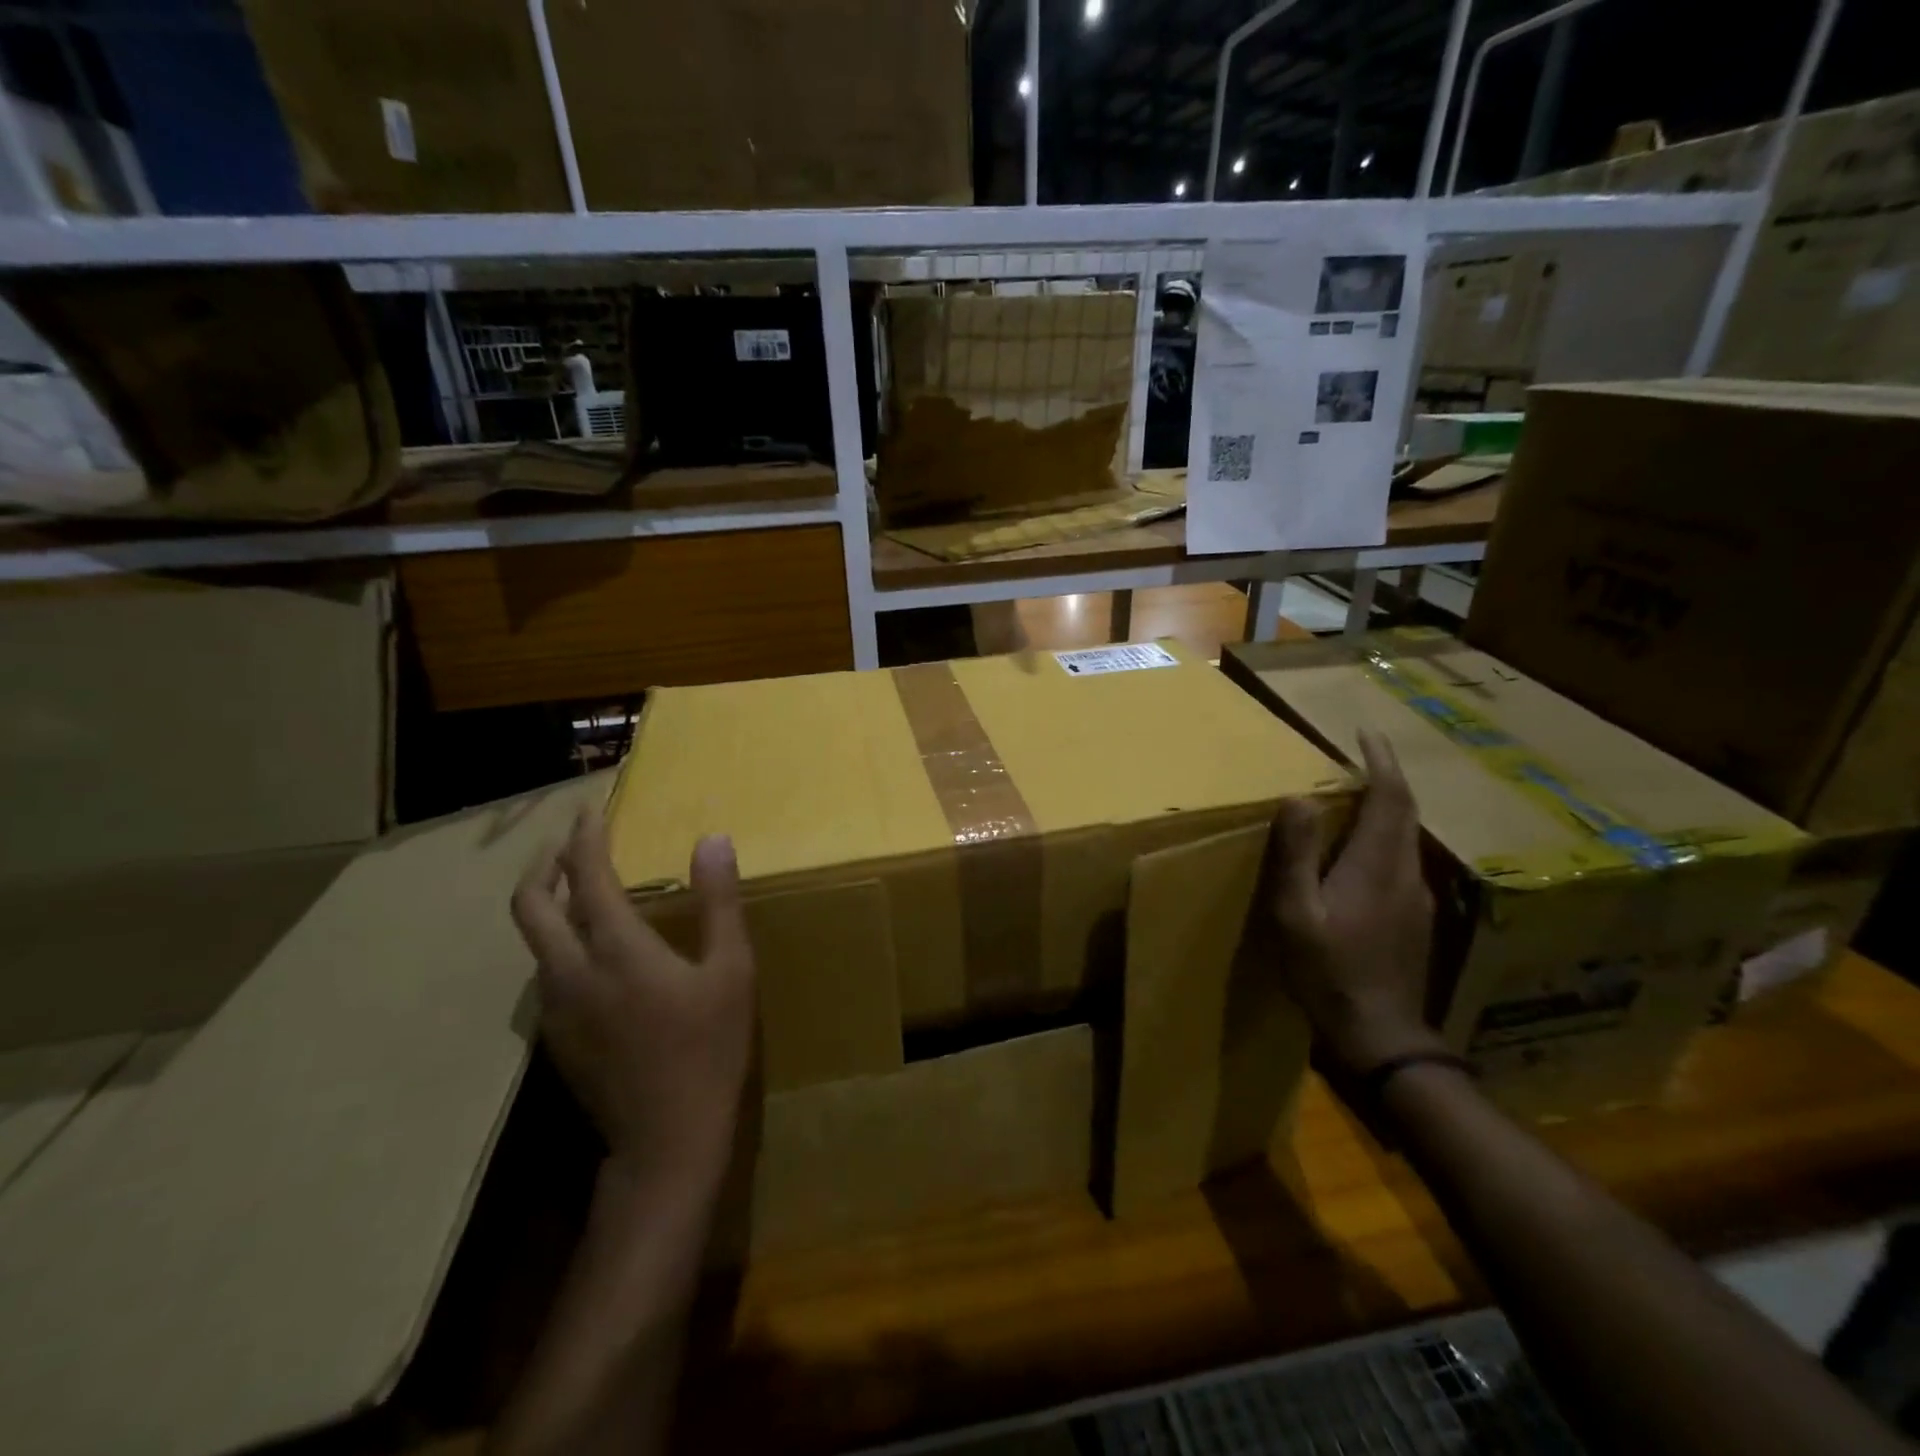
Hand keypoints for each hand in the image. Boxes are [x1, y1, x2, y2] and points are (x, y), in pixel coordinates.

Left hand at [511, 808, 755, 1188]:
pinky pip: (545, 971)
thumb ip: (719, 902)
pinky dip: (557, 940)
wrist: (665, 1140)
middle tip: (569, 843)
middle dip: (544, 865)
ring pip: (532, 941)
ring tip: (579, 889)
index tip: (590, 811)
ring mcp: (555, 1008)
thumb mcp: (731, 970)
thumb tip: (713, 841)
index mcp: (617, 950)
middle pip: (530, 905)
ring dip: (547, 904)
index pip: (587, 877)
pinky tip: (590, 950)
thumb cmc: (709, 1048)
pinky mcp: (556, 1035)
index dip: (585, 838)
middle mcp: (571, 972)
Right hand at [1271, 728, 1445, 1075]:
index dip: (1381, 761)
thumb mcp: (1295, 913)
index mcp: (1376, 864)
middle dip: (1387, 777)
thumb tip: (1298, 799)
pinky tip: (1362, 851)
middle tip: (1360, 756)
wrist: (1380, 1035)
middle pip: (1405, 811)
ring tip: (1357, 795)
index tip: (1366, 732)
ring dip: (1388, 806)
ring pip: (1407, 836)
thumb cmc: (1328, 971)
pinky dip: (1386, 836)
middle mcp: (1405, 872)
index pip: (1390, 797)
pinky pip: (1403, 859)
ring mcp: (1416, 897)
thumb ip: (1295, 855)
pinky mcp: (1415, 918)